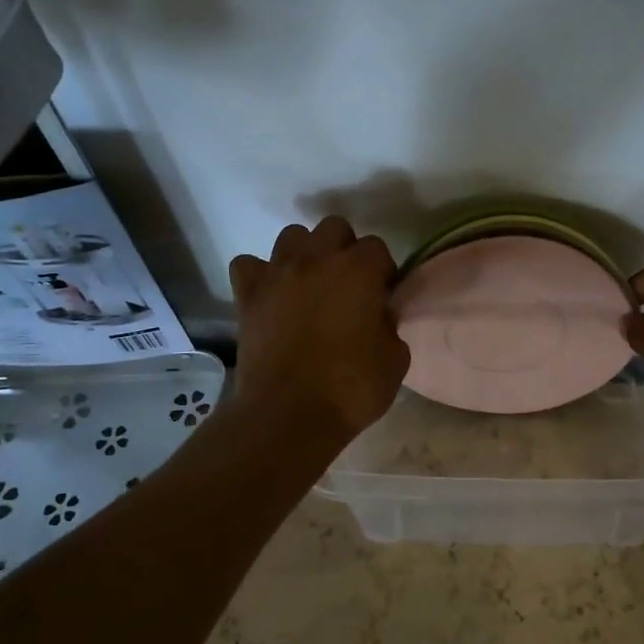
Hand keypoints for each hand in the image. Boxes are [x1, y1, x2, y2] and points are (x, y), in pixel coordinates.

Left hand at [227, 217, 409, 445]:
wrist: (289, 415)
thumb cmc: (351, 388)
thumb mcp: (395, 359)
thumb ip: (389, 325)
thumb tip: (377, 316)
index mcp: (358, 270)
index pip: (377, 248)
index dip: (382, 272)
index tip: (382, 298)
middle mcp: (317, 259)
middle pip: (334, 228)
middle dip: (344, 250)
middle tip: (348, 286)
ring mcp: (277, 274)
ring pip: (291, 237)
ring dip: (305, 254)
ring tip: (310, 285)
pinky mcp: (248, 295)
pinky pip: (249, 265)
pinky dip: (260, 275)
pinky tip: (271, 296)